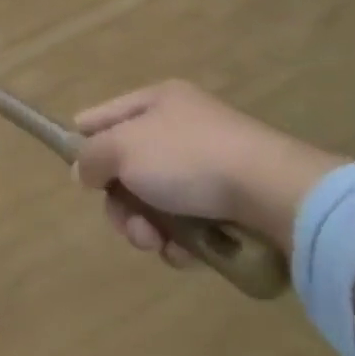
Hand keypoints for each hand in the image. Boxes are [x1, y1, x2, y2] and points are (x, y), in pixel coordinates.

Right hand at [73, 81, 346, 263]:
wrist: (275, 193)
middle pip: (128, 167)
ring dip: (148, 228)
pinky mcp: (231, 204)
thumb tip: (84, 170)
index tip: (79, 176)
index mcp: (157, 101)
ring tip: (159, 244)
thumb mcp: (124, 148)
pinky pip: (188, 223)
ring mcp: (208, 166)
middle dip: (121, 202)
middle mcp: (181, 128)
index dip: (86, 142)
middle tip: (130, 226)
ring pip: (156, 201)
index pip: (104, 116)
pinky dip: (181, 242)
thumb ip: (92, 157)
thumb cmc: (189, 158)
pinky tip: (185, 255)